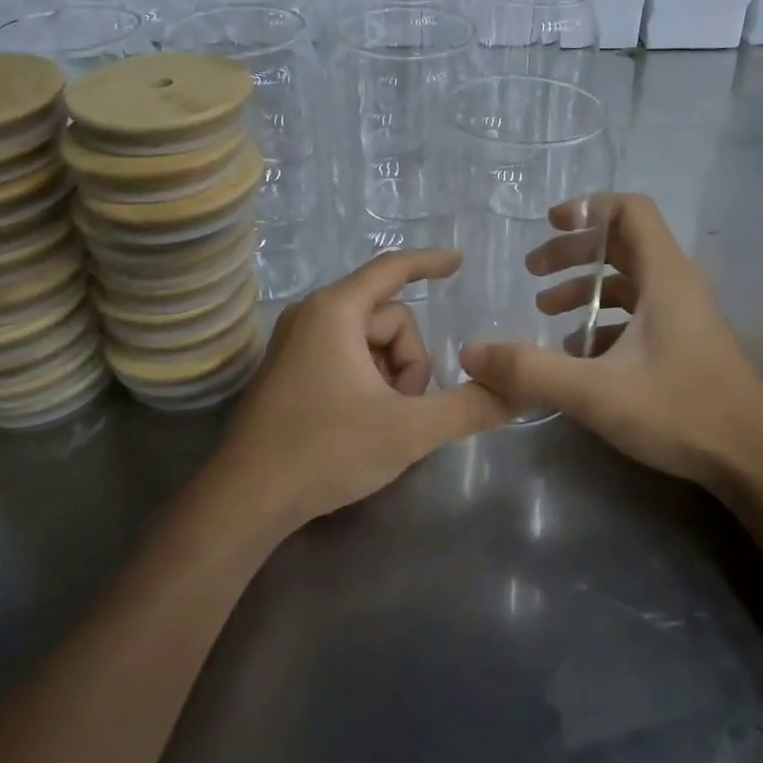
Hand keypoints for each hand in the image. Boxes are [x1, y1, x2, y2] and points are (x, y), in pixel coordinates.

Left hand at [214, 249, 511, 531]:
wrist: (245, 500)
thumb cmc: (325, 451)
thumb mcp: (408, 431)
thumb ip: (467, 408)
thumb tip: (517, 392)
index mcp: (335, 310)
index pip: (392, 269)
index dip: (430, 262)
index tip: (459, 261)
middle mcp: (312, 314)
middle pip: (390, 319)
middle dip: (409, 363)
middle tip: (404, 410)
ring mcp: (296, 342)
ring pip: (371, 342)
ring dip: (391, 377)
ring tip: (381, 422)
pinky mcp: (290, 369)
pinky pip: (347, 356)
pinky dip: (368, 381)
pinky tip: (361, 423)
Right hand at [458, 194, 762, 494]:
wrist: (754, 460)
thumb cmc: (681, 411)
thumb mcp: (598, 392)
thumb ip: (533, 370)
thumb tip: (471, 353)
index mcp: (665, 276)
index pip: (631, 210)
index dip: (589, 208)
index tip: (550, 225)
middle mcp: (677, 284)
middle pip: (622, 243)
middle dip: (574, 252)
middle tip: (534, 271)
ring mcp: (684, 315)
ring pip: (629, 281)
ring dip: (586, 288)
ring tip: (546, 313)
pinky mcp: (685, 343)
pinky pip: (639, 313)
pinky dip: (604, 320)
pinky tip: (578, 354)